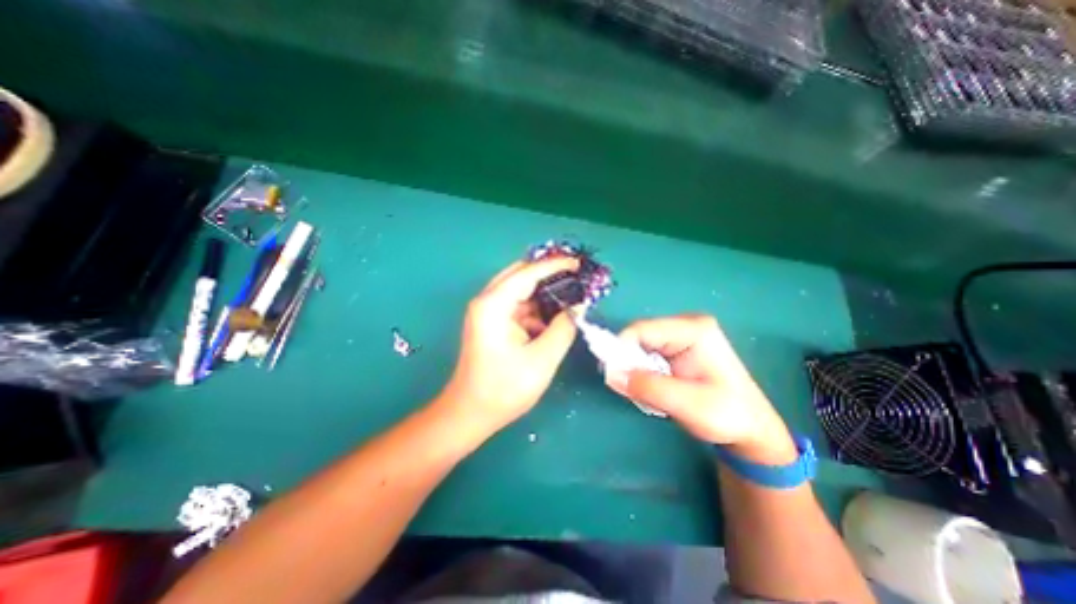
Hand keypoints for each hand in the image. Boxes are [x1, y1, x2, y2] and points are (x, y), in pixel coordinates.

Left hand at [438, 257, 580, 433]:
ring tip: (571, 297)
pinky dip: (537, 310)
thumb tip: (577, 308)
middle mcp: (488, 301)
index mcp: (494, 304)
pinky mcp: (493, 324)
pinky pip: (518, 307)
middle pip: (521, 275)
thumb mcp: (542, 359)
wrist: (470, 413)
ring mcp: (489, 312)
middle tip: (576, 277)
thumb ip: (563, 329)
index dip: (554, 265)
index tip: (578, 263)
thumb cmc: (503, 389)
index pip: (528, 273)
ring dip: (544, 293)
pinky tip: (554, 320)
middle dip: (548, 274)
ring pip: (520, 291)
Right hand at [603, 316, 795, 462]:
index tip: (612, 375)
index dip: (621, 349)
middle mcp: (685, 325)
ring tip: (645, 392)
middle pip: (639, 336)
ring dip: (634, 369)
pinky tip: (652, 387)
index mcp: (694, 330)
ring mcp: (680, 334)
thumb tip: (609, 374)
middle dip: (628, 361)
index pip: (642, 329)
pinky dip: (641, 371)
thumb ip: (648, 387)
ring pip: (640, 345)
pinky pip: (646, 353)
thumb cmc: (728, 415)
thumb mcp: (688, 405)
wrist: (751, 428)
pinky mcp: (676, 346)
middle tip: (629, 388)